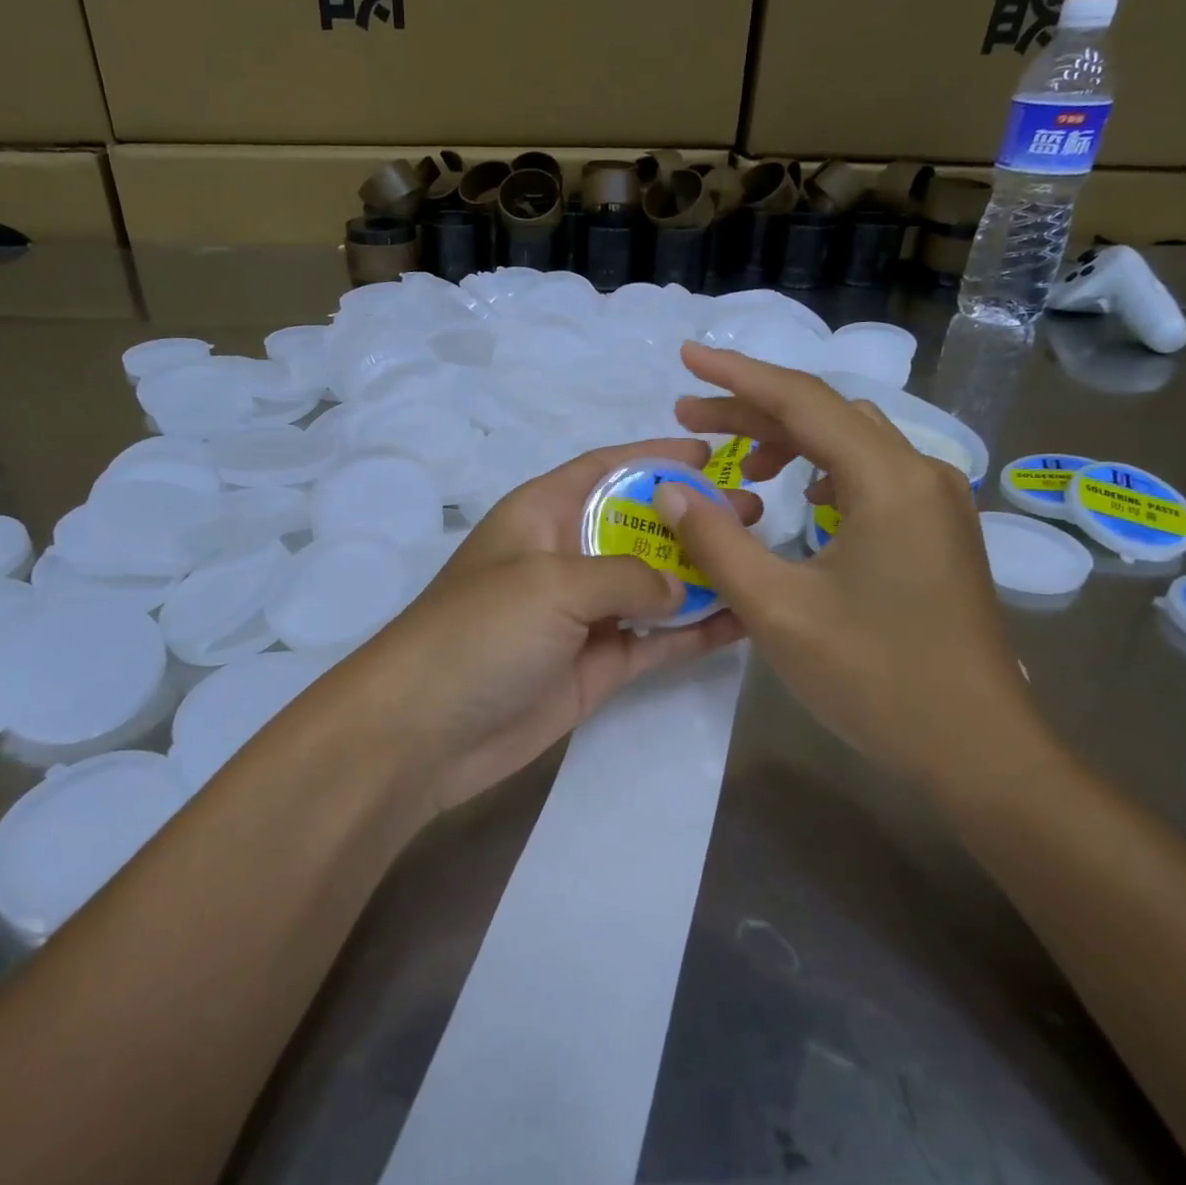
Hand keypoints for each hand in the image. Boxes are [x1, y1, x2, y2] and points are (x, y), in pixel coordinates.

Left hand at [357, 438, 753, 816]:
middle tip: (753, 513)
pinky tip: (744, 620)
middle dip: (691, 518)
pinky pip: (656, 641)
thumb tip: (676, 587)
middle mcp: (565, 555)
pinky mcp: (596, 665)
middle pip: (638, 525)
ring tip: (760, 559)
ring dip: (702, 573)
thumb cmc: (481, 631)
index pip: (605, 468)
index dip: (654, 456)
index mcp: (542, 513)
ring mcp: (583, 614)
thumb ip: (625, 575)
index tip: (710, 454)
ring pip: (653, 584)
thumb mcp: (551, 583)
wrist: (425, 731)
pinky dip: (695, 631)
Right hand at [653, 343, 1048, 800]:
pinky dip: (820, 470)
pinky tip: (796, 499)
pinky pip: (869, 475)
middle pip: (825, 415)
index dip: (737, 373)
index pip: (801, 399)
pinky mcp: (936, 531)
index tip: (687, 355)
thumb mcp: (776, 609)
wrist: (978, 751)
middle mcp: (920, 474)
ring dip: (788, 439)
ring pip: (849, 443)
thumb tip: (670, 488)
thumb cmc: (875, 678)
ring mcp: (935, 502)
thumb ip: (716, 541)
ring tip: (736, 463)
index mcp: (887, 480)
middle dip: (752, 408)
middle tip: (689, 415)